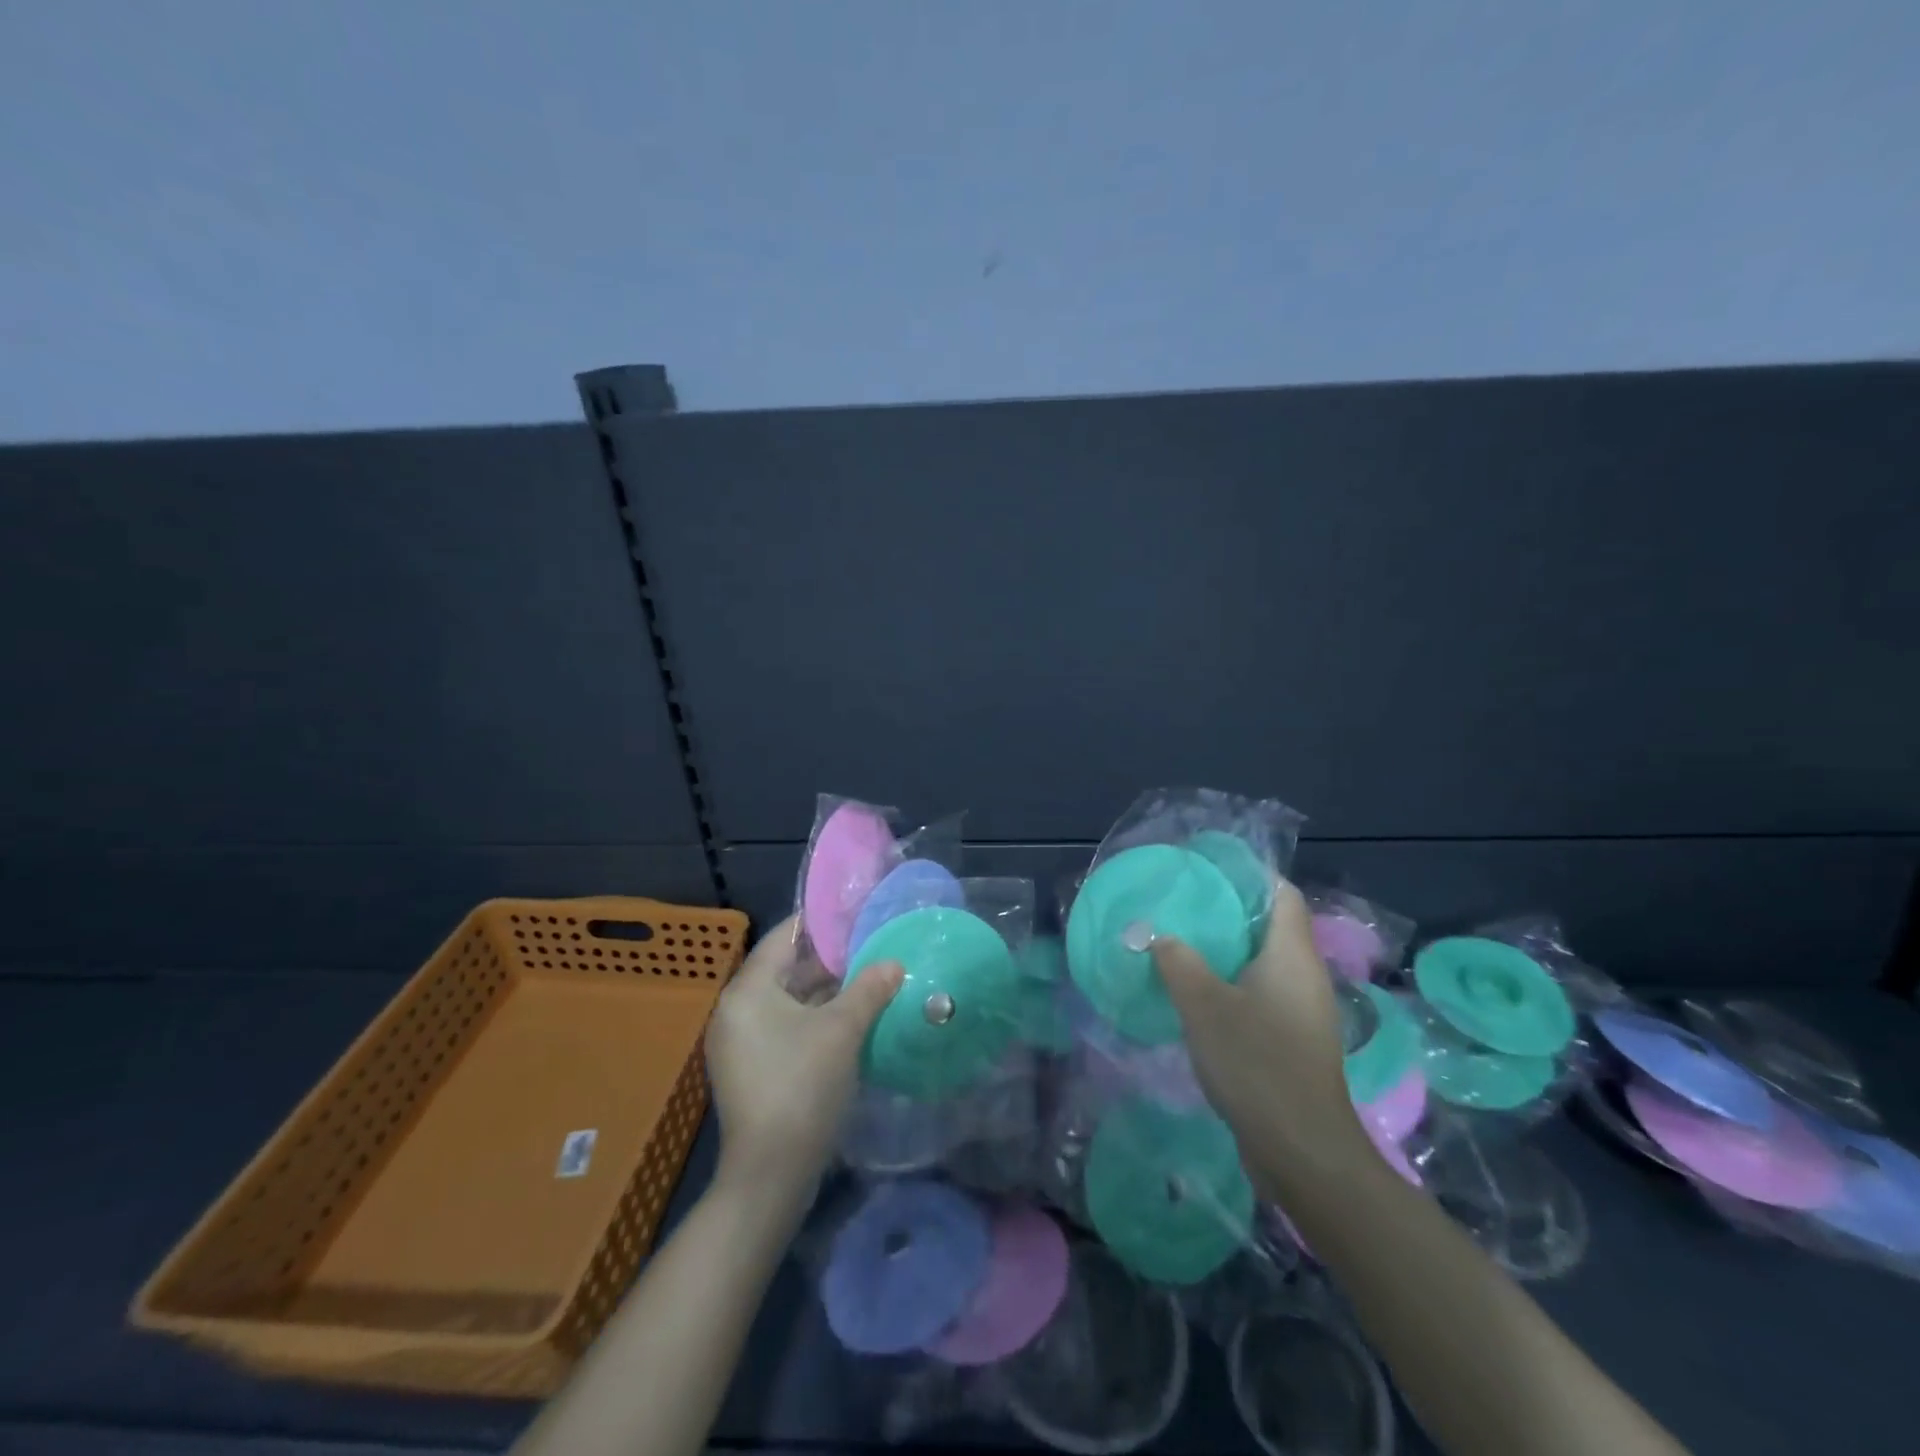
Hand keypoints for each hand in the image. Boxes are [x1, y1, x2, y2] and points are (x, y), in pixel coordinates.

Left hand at [705, 916, 902, 1201]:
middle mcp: (736, 1011)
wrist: (770, 1175)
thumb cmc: (802, 1086)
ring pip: (788, 1001)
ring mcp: (740, 1043)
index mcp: (747, 991)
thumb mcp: (842, 1030)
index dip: (820, 924)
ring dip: (826, 992)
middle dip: (829, 961)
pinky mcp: (751, 1070)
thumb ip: (869, 989)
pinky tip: (851, 1021)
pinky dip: (814, 1019)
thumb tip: (894, 963)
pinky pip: (784, 1027)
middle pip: (785, 970)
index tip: (855, 915)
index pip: (782, 938)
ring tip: (869, 980)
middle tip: (871, 948)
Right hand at [1150, 881, 1366, 1182]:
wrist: (1302, 1151)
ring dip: (1227, 950)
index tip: (1209, 867)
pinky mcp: (1294, 1042)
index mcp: (1292, 955)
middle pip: (1271, 926)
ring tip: (1182, 942)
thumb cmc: (1257, 1064)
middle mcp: (1305, 976)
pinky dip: (1232, 984)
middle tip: (1183, 903)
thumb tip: (1156, 934)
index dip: (1251, 874)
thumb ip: (1177, 962)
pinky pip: (1262, 994)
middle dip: (1229, 911)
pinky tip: (1198, 994)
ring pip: (1264, 963)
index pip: (1282, 893)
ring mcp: (1303, 1012)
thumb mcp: (1204, 1005)